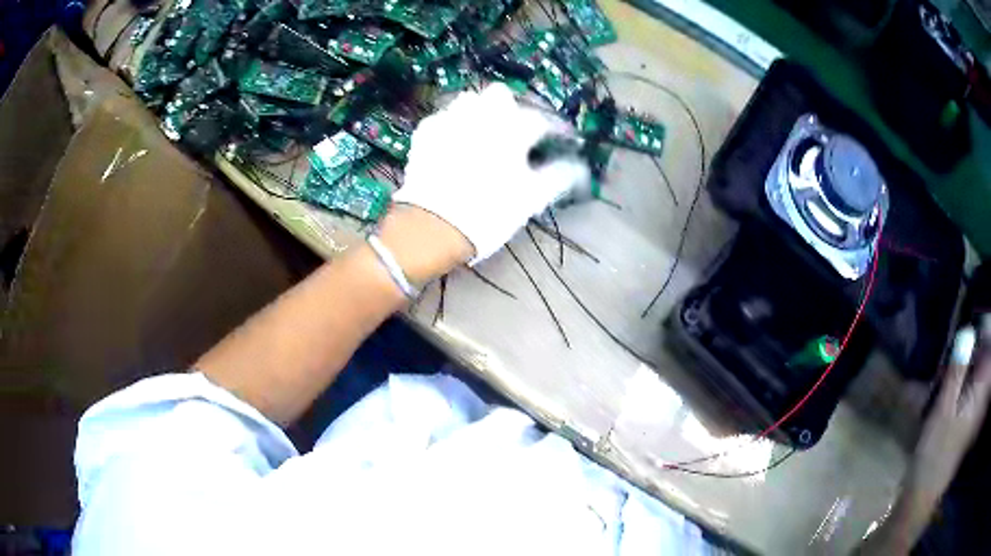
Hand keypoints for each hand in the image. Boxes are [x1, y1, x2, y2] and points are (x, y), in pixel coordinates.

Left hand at [394, 83, 588, 263]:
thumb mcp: (531, 198)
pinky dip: (452, 126)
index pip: (542, 120)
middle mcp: (481, 115)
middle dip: (511, 108)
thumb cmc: (489, 211)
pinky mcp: (426, 133)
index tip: (563, 140)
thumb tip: (578, 166)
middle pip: (501, 95)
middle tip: (516, 131)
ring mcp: (450, 120)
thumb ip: (558, 176)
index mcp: (512, 128)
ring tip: (482, 134)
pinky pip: (443, 118)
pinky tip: (453, 144)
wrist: (432, 226)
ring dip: (480, 112)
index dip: (556, 129)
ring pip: (469, 101)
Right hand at [858, 324, 990, 554]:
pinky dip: (974, 379)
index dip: (989, 332)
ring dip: (979, 361)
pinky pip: (977, 391)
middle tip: (973, 333)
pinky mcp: (969, 424)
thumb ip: (957, 371)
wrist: (924, 494)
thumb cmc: (934, 453)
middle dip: (984, 345)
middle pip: (988, 364)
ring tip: (967, 352)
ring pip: (983, 378)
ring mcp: (976, 414)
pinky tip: (963, 378)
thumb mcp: (943, 409)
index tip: (981, 318)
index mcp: (980, 394)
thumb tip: (967, 332)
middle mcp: (982, 400)